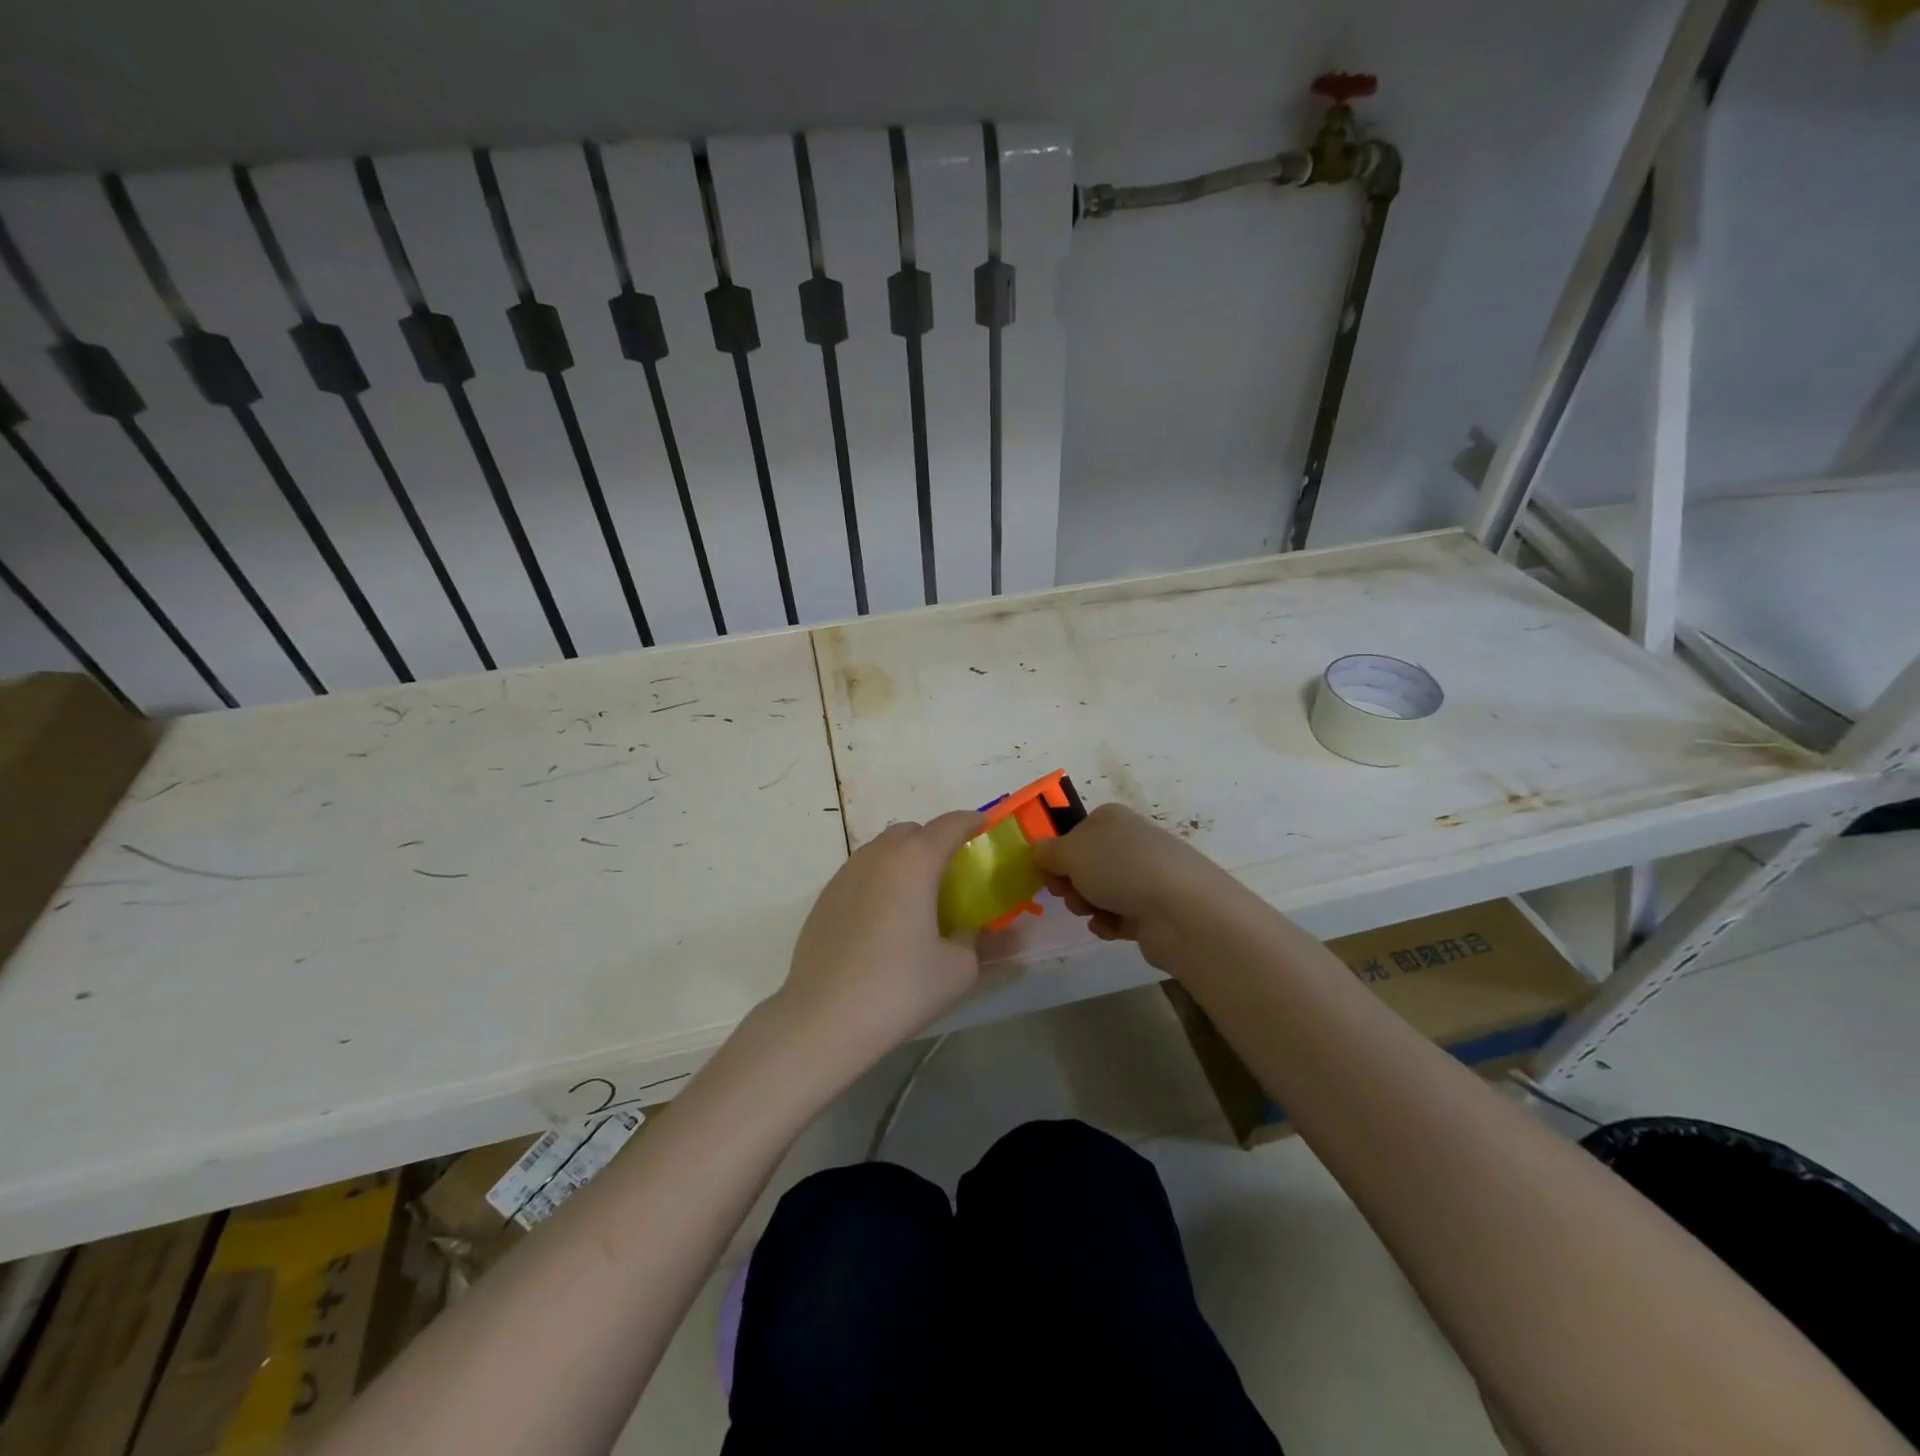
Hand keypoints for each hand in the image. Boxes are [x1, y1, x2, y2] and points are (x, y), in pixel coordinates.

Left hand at [774, 811, 985, 1076]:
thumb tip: (970, 930)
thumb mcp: (957, 969)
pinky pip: (860, 875)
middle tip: (951, 871)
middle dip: (934, 841)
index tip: (984, 826)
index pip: (949, 825)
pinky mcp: (823, 899)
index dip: (970, 822)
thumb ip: (972, 940)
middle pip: (911, 833)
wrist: (823, 1018)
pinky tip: (884, 919)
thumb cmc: (899, 988)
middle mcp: (877, 856)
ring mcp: (844, 875)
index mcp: (914, 862)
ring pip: (881, 851)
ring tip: (916, 896)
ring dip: (903, 861)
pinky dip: (879, 881)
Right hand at [1033, 803, 1244, 969]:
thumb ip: (1047, 851)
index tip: (1047, 872)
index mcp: (1110, 818)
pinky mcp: (1154, 908)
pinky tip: (1109, 928)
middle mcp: (1130, 841)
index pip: (1074, 832)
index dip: (1057, 854)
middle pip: (1086, 864)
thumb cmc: (1119, 868)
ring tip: (1092, 912)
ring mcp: (1145, 875)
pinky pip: (1119, 915)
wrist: (1181, 910)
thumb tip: (1040, 850)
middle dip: (1071, 882)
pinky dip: (1108, 922)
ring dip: (1087, 904)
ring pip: (1100, 890)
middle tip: (1067, 894)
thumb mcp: (1070, 852)